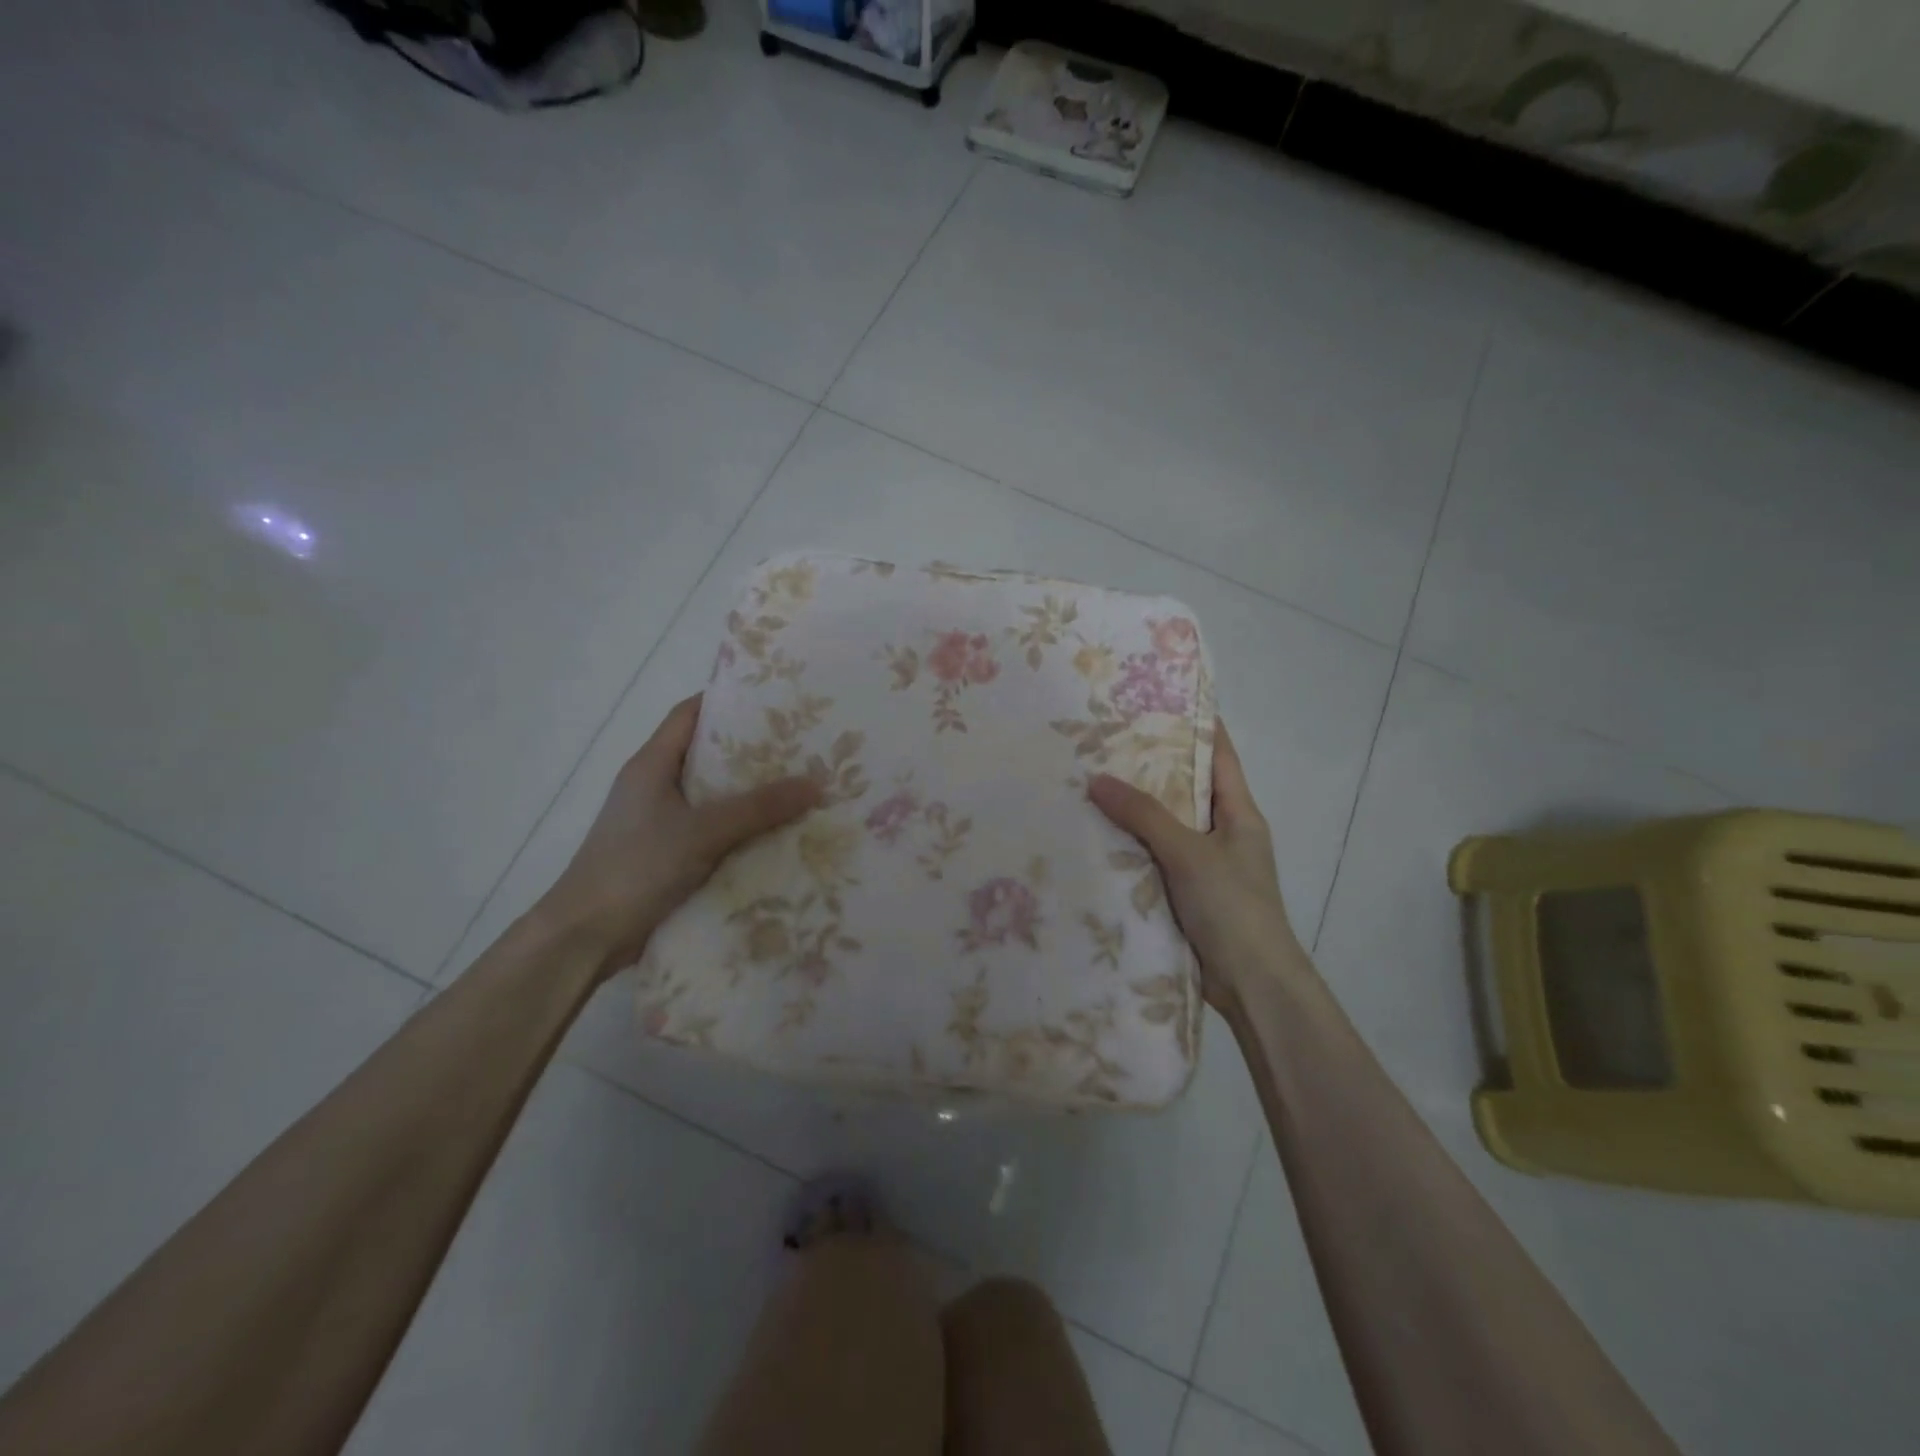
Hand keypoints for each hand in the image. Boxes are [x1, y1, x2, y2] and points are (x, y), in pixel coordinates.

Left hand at [539, 695, 820, 979]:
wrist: (585, 936)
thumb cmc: (636, 868)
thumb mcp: (702, 832)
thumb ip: (758, 808)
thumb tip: (817, 783)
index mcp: (651, 764)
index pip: (689, 714)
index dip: (727, 701)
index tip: (774, 700)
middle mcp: (653, 786)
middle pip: (706, 753)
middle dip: (750, 750)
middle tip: (800, 746)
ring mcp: (658, 821)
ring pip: (711, 795)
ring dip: (748, 793)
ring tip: (798, 786)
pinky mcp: (665, 853)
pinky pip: (711, 829)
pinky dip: (739, 827)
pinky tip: (774, 834)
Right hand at [1088, 718, 1300, 1015]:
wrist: (1252, 984)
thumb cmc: (1233, 906)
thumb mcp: (1188, 853)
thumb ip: (1144, 815)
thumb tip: (1096, 779)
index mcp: (1239, 812)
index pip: (1218, 754)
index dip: (1195, 725)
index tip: (1159, 699)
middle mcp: (1224, 831)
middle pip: (1186, 787)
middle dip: (1150, 766)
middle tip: (1105, 740)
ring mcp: (1205, 864)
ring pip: (1166, 824)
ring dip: (1135, 808)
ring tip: (1090, 780)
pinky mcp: (1187, 893)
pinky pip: (1155, 857)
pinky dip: (1131, 845)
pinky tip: (1096, 836)